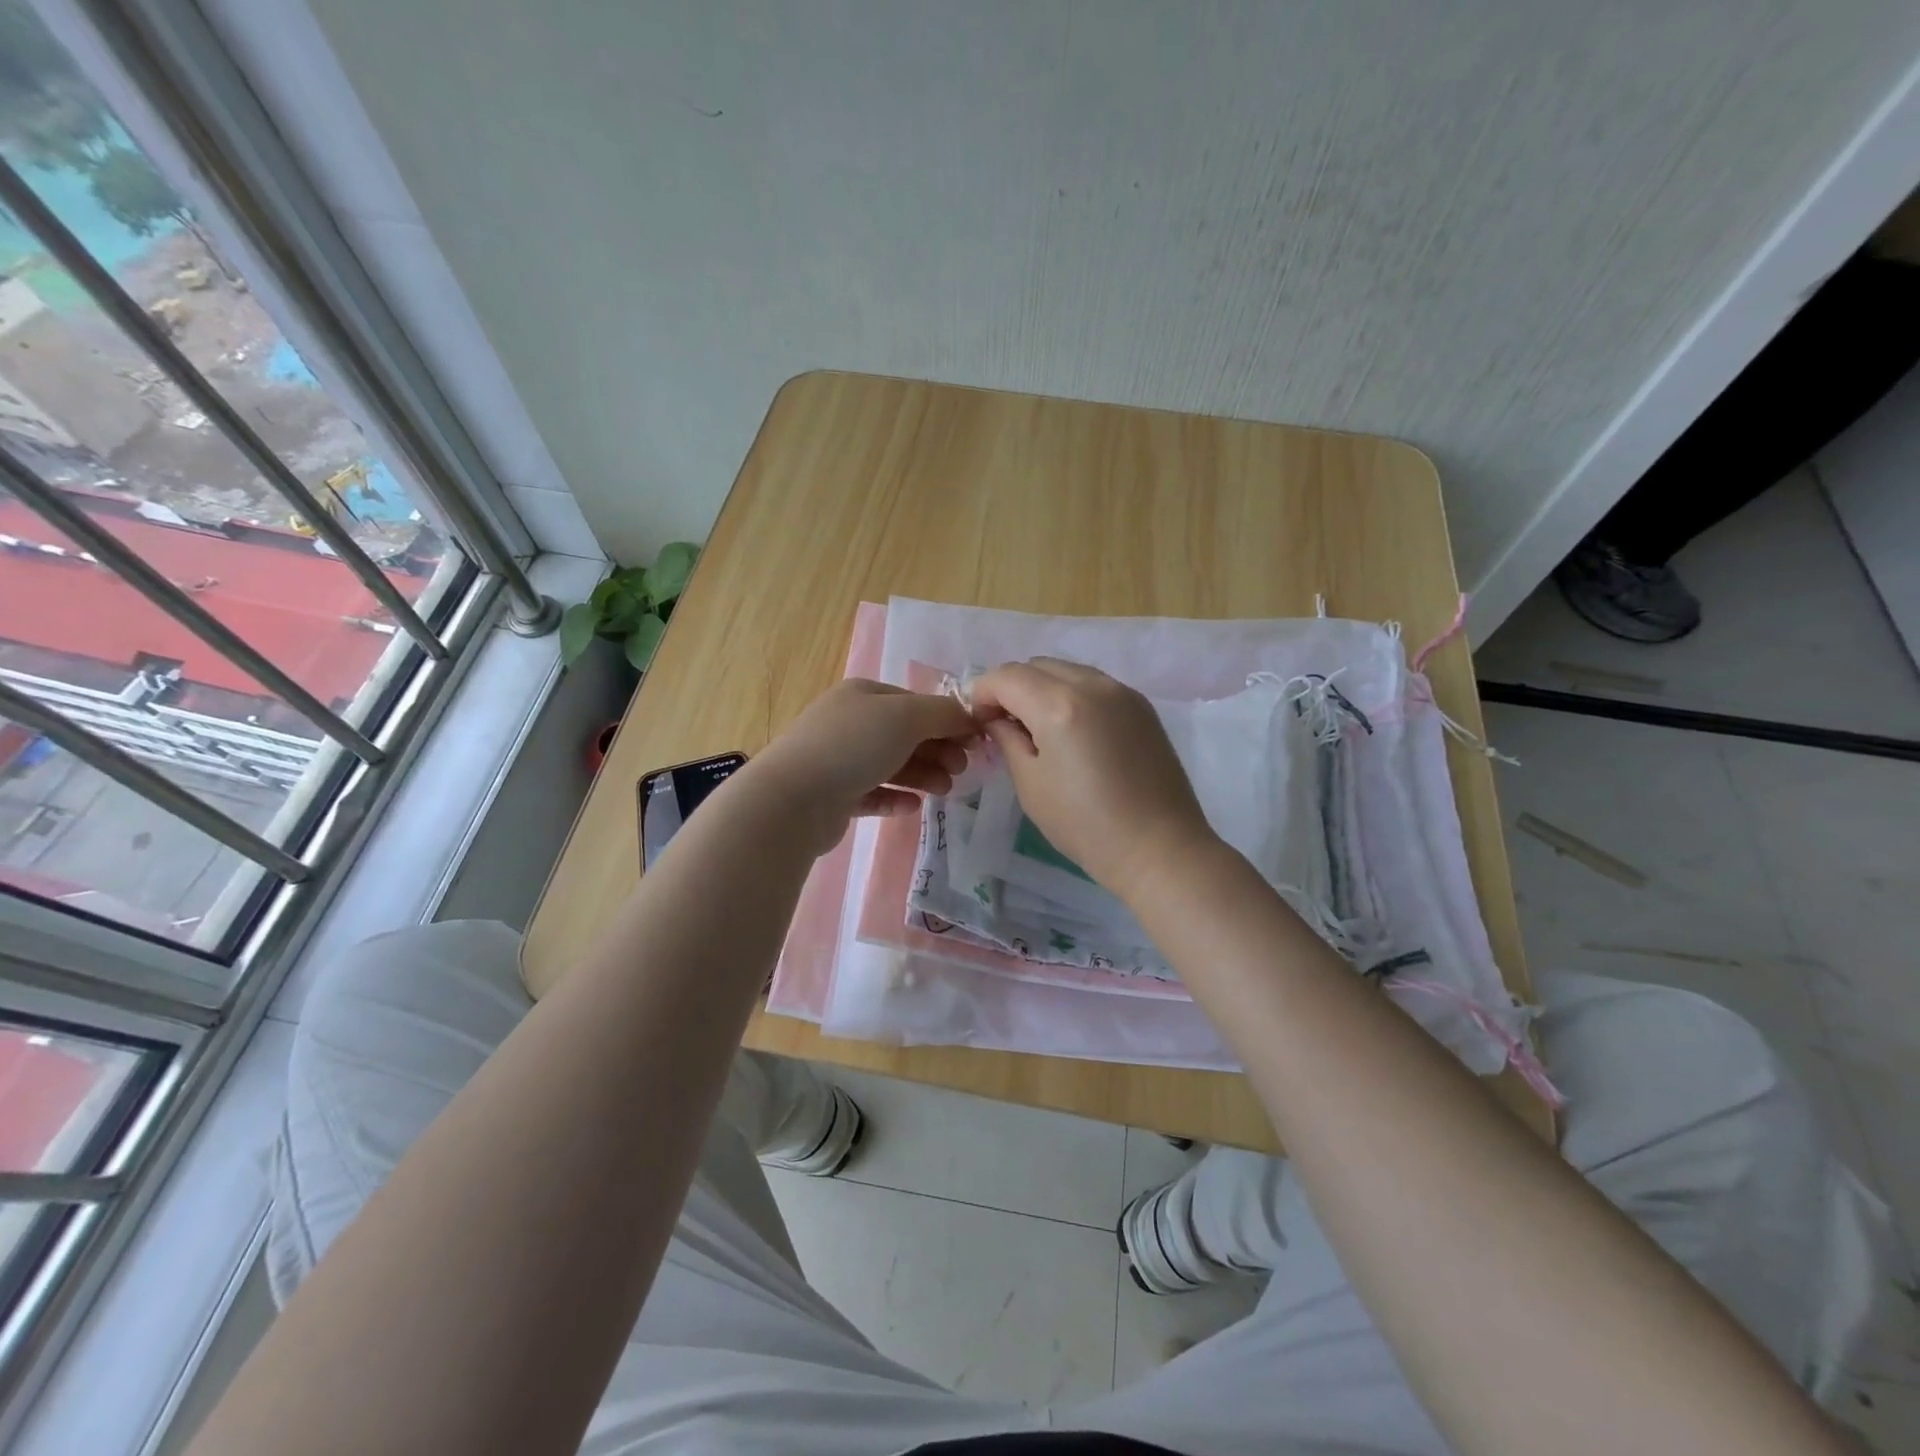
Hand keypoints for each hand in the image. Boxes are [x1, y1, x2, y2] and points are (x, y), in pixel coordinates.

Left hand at [748, 679, 976, 854]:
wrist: (794, 798)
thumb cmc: (853, 746)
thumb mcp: (906, 717)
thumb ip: (944, 714)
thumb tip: (970, 718)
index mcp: (864, 695)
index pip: (915, 703)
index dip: (948, 721)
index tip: (975, 744)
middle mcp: (849, 722)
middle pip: (905, 735)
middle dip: (937, 751)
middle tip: (960, 771)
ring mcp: (838, 759)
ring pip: (891, 764)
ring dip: (922, 775)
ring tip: (943, 791)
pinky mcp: (833, 796)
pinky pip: (872, 793)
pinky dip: (895, 797)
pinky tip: (912, 806)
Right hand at [968, 658, 1218, 901]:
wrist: (1159, 848)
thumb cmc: (1085, 825)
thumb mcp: (1031, 784)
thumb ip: (1007, 739)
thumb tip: (997, 718)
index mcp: (1059, 705)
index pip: (1006, 676)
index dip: (983, 694)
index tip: (980, 724)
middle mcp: (1092, 684)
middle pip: (1036, 665)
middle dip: (1012, 688)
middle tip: (1006, 726)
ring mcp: (1122, 691)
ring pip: (1066, 670)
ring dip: (1042, 688)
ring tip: (1039, 729)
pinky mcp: (1141, 706)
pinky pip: (1093, 684)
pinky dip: (1072, 695)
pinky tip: (1073, 733)